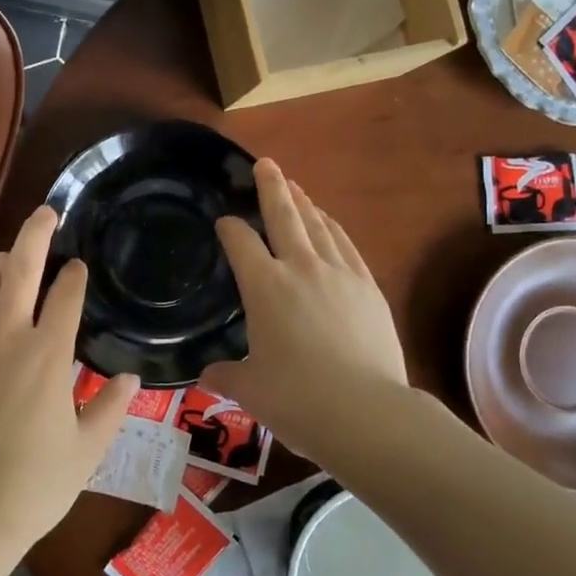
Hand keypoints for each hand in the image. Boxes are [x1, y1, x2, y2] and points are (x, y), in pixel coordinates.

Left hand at [0, 205, 136, 553]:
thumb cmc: (35, 484)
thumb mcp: (88, 449)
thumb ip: (112, 407)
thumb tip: (132, 377)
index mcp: (49, 355)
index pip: (66, 295)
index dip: (75, 275)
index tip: (79, 267)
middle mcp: (7, 336)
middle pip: (21, 266)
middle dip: (37, 233)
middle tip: (46, 213)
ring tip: (9, 257)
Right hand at [203, 160, 412, 461]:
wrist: (365, 412)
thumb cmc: (296, 400)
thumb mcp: (250, 390)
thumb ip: (226, 375)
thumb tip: (207, 374)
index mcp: (264, 287)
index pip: (240, 243)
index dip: (229, 228)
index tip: (224, 223)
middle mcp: (299, 268)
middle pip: (283, 215)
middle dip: (270, 187)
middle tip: (264, 163)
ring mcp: (338, 273)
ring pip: (318, 225)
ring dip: (304, 203)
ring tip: (295, 188)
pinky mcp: (367, 286)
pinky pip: (346, 245)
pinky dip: (334, 228)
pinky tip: (330, 223)